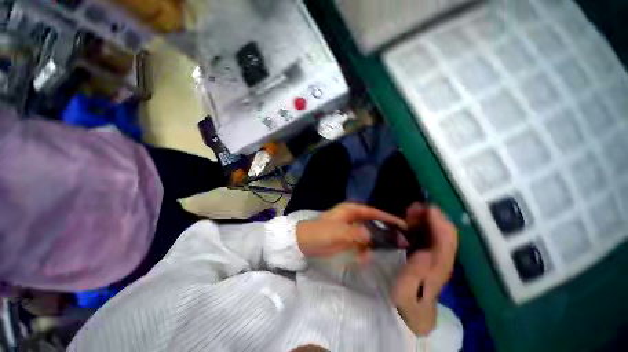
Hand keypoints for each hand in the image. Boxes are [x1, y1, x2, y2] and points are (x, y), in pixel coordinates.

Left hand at [296, 203, 406, 257]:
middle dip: (386, 231)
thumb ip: (354, 233)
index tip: (402, 225)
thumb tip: (370, 236)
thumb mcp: (336, 232)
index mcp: (351, 211)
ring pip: (369, 234)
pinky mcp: (348, 239)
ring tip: (386, 251)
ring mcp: (351, 229)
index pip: (373, 212)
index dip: (388, 217)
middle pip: (374, 222)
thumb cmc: (320, 232)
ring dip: (376, 242)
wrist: (304, 241)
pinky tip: (365, 258)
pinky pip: (361, 244)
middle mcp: (353, 218)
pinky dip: (365, 250)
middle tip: (400, 240)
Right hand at [392, 203, 457, 335]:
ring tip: (409, 211)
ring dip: (426, 218)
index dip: (438, 222)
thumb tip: (426, 251)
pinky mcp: (430, 253)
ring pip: (439, 231)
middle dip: (432, 216)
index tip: (424, 208)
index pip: (446, 240)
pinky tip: (410, 220)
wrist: (414, 310)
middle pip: (446, 232)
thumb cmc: (407, 300)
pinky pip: (430, 234)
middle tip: (412, 208)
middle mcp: (443, 257)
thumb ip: (415, 273)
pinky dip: (422, 223)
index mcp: (439, 267)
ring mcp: (438, 254)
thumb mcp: (405, 291)